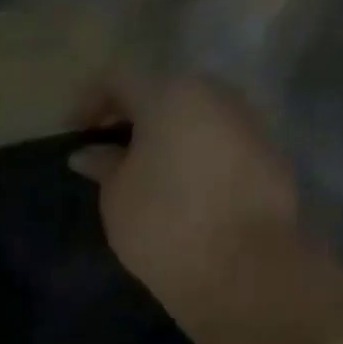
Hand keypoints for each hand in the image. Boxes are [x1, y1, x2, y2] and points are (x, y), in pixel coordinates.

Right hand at [71, 76, 299, 334]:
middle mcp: (214, 94)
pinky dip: (194, 158)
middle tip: (109, 155)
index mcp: (170, 94)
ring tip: (146, 178)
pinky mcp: (268, 155)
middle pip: (164, 92)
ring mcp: (248, 122)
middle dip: (133, 118)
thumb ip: (104, 166)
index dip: (90, 100)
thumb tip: (90, 153)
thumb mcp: (116, 198)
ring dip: (167, 139)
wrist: (240, 267)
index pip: (119, 76)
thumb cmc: (162, 225)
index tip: (74, 134)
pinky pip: (219, 145)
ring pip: (196, 118)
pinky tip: (181, 194)